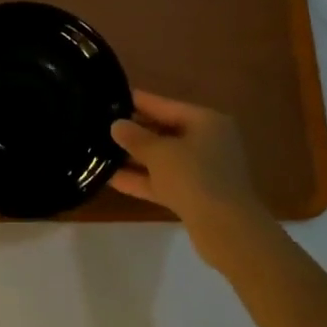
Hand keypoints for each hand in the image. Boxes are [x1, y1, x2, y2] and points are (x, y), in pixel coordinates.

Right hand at [111, 91, 267, 254]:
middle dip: (133, 132)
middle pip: (163, 131)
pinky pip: (163, 180)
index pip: (164, 105)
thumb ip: (135, 137)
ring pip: (162, 158)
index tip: (110, 97)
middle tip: (100, 125)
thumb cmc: (194, 177)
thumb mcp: (159, 153)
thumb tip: (117, 125)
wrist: (226, 229)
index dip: (136, 101)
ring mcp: (202, 170)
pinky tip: (111, 179)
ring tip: (99, 151)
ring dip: (134, 157)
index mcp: (205, 121)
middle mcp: (207, 141)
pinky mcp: (195, 195)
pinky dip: (142, 179)